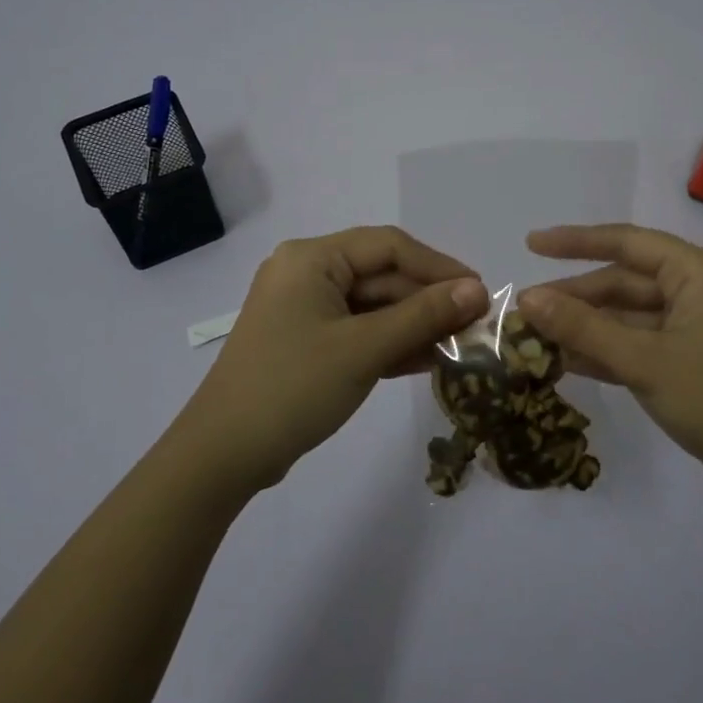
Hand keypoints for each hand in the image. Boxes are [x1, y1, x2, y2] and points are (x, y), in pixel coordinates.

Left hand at [175, 227, 488, 494]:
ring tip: (462, 347)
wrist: (223, 456)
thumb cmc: (293, 388)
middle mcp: (307, 274)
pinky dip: (392, 344)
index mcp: (312, 259)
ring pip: (375, 307)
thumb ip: (423, 315)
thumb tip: (478, 290)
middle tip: (476, 326)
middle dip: (429, 301)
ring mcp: (306, 310)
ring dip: (416, 325)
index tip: (479, 291)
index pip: (389, 246)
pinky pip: (360, 331)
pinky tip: (430, 360)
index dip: (439, 266)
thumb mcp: (364, 349)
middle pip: (382, 276)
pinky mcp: (308, 343)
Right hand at [517, 224, 702, 499]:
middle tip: (524, 312)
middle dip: (575, 297)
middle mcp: (698, 289)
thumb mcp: (644, 360)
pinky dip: (607, 351)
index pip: (626, 243)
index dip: (575, 241)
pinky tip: (567, 362)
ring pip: (629, 316)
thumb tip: (527, 299)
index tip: (530, 244)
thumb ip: (584, 328)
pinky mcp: (693, 359)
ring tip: (535, 339)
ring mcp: (696, 327)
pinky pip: (640, 343)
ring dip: (587, 328)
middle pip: (624, 282)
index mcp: (697, 272)